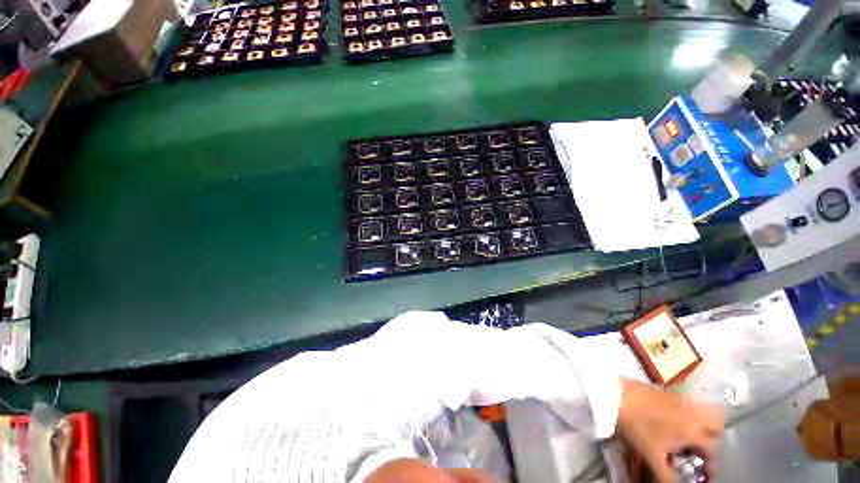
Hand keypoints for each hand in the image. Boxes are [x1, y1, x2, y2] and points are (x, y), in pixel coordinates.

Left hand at [616, 378, 723, 482]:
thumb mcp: (653, 456)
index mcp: (694, 431)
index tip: (707, 472)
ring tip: (689, 434)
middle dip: (714, 437)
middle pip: (716, 423)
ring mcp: (680, 399)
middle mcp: (693, 413)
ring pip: (703, 409)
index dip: (712, 464)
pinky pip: (686, 401)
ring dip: (702, 422)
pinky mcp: (667, 390)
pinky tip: (673, 419)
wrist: (618, 396)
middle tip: (702, 448)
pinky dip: (687, 411)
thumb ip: (666, 476)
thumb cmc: (638, 427)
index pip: (713, 450)